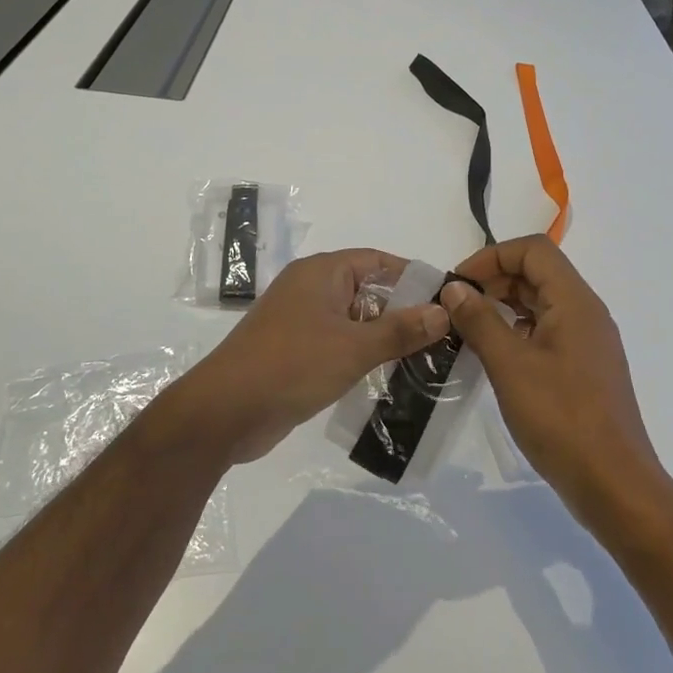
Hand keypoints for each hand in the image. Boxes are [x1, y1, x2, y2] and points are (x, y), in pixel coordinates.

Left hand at [172, 249, 451, 464]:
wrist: (226, 411)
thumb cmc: (292, 365)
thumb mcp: (354, 347)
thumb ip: (401, 330)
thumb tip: (443, 311)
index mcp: (321, 273)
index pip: (377, 261)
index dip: (412, 277)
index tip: (446, 299)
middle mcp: (310, 289)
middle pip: (367, 291)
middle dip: (403, 312)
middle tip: (443, 336)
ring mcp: (300, 321)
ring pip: (354, 321)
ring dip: (384, 338)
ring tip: (426, 360)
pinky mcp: (295, 352)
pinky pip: (338, 344)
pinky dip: (362, 356)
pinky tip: (389, 379)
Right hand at [440, 237, 663, 528]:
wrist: (615, 486)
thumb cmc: (562, 419)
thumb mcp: (510, 366)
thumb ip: (480, 321)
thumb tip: (455, 289)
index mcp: (575, 302)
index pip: (533, 250)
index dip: (491, 257)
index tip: (458, 284)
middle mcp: (586, 313)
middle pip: (537, 273)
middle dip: (493, 280)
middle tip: (455, 308)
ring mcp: (587, 342)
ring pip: (541, 304)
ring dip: (503, 307)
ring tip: (466, 330)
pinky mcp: (583, 369)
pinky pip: (546, 332)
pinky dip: (516, 332)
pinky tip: (492, 356)